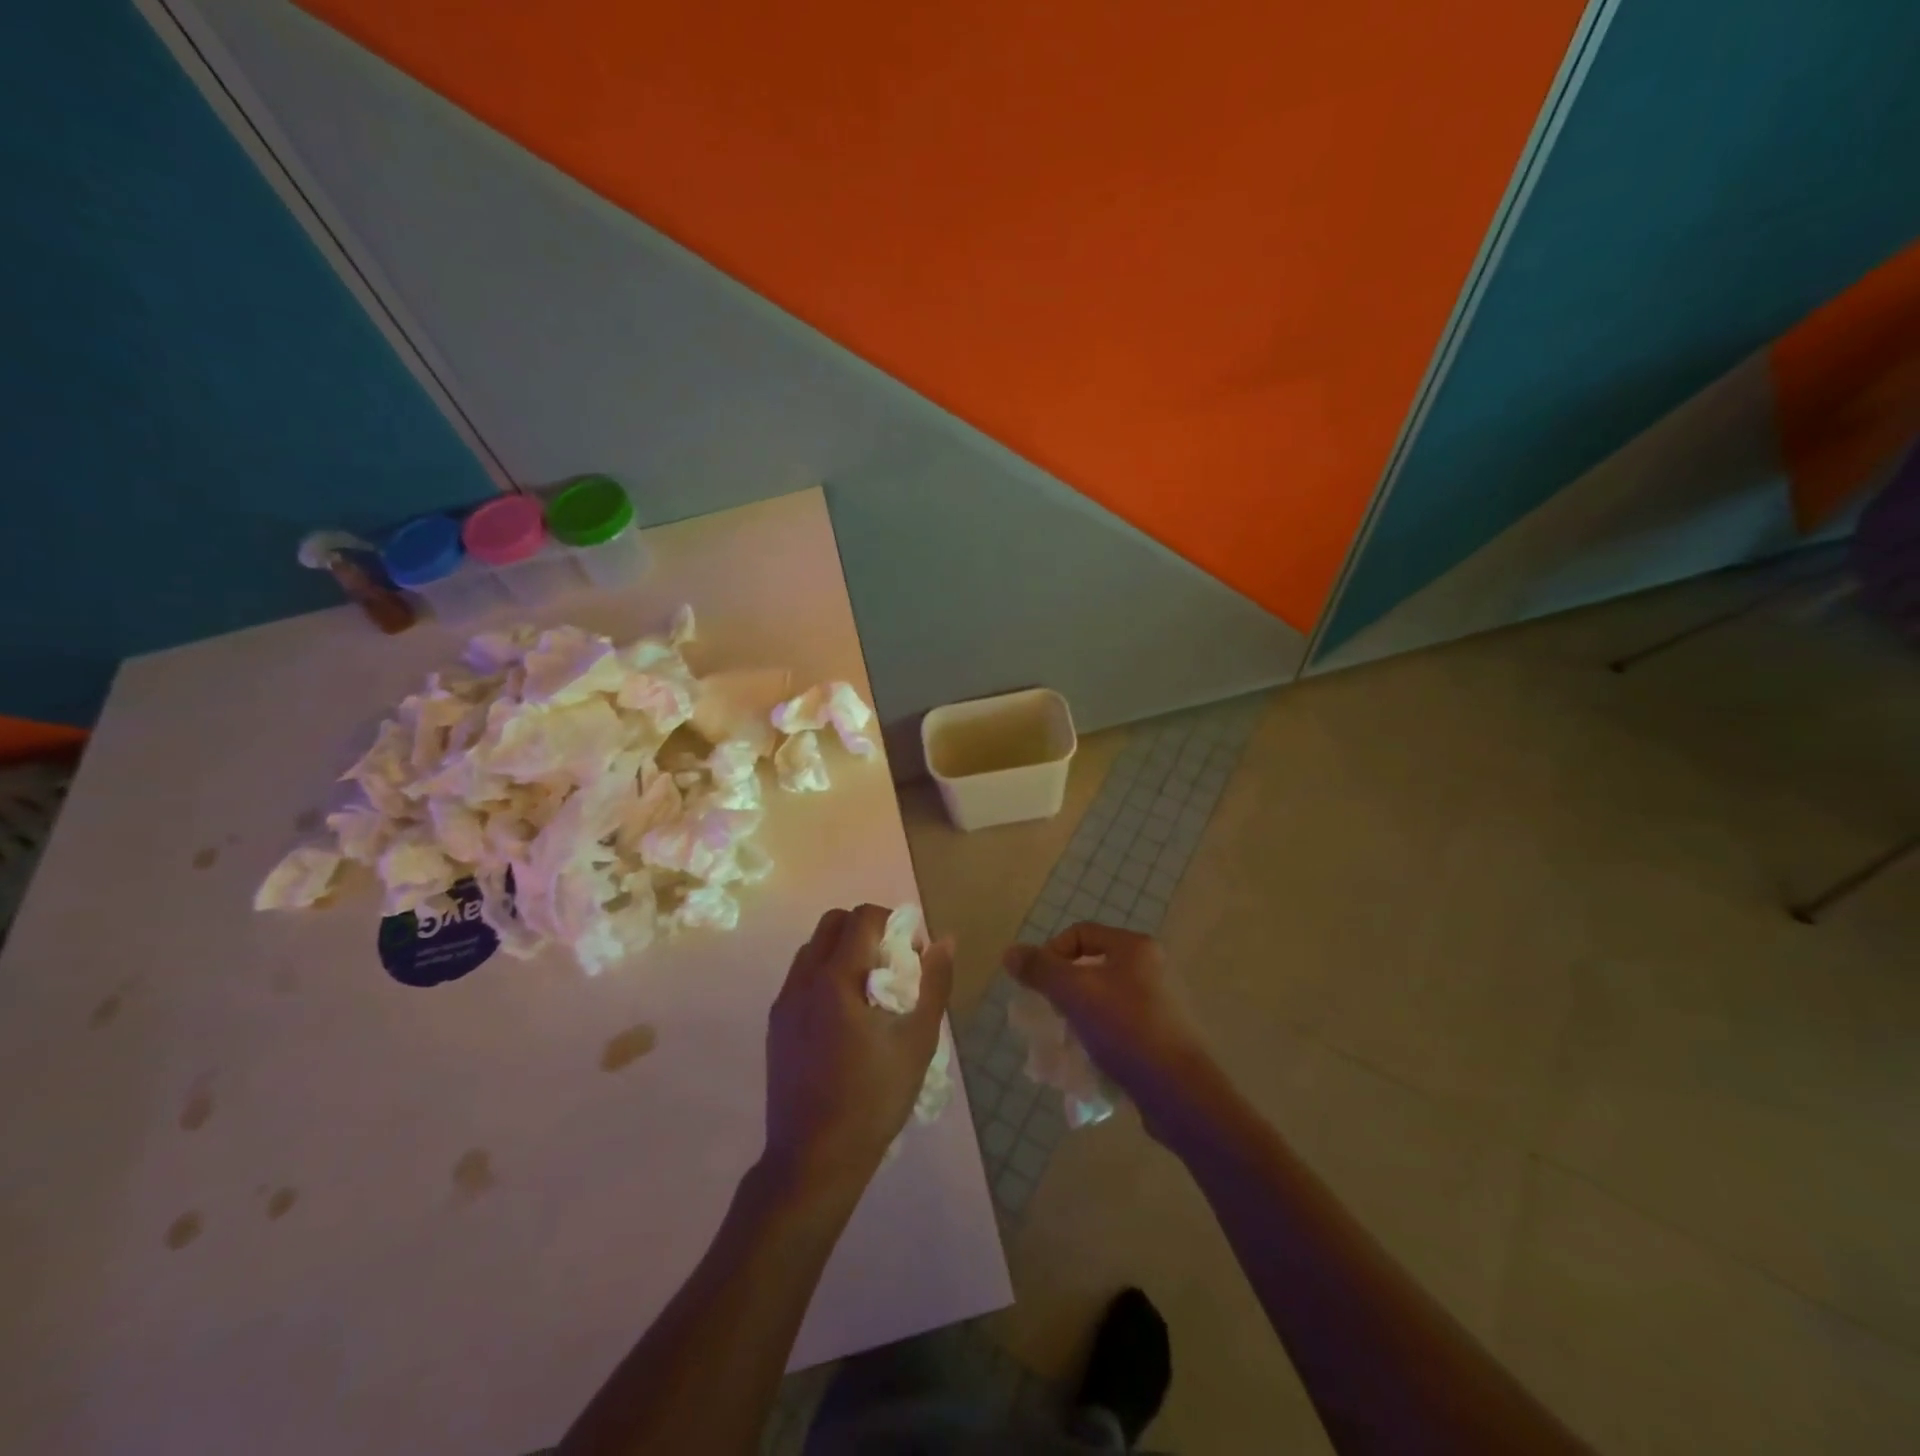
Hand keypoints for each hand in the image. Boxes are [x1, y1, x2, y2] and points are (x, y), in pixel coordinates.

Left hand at [763, 905, 953, 1199]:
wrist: (813, 1160)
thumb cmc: (873, 1098)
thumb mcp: (917, 1040)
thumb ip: (933, 983)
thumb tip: (946, 941)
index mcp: (836, 978)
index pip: (862, 917)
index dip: (893, 922)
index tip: (912, 954)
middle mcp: (803, 980)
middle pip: (833, 923)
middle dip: (866, 930)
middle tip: (892, 964)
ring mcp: (784, 1002)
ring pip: (813, 949)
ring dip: (844, 952)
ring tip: (870, 992)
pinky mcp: (776, 1025)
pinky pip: (802, 979)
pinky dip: (826, 976)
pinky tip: (846, 1019)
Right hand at [1002, 923, 1210, 1114]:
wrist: (1180, 1093)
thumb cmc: (1126, 1030)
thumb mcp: (1075, 993)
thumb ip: (1040, 970)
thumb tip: (1010, 952)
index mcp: (1135, 947)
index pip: (1080, 933)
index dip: (1051, 953)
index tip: (1038, 985)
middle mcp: (1152, 968)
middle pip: (1092, 967)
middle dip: (1064, 990)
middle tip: (1050, 1014)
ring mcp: (1161, 1004)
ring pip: (1104, 1000)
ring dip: (1079, 1016)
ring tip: (1066, 1041)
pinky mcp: (1163, 1037)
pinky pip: (1120, 1027)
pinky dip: (1100, 1038)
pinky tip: (1090, 1060)